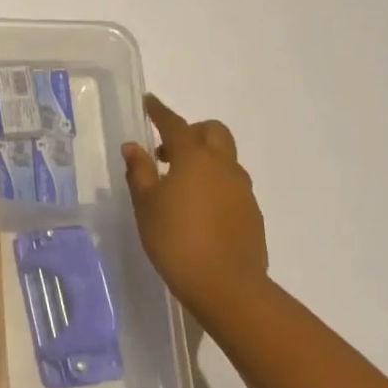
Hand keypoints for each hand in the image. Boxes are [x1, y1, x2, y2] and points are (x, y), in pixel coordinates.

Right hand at [122, 95, 268, 317]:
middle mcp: (223, 166)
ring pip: (225, 159)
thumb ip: (139, 172)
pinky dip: (215, 185)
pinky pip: (232, 186)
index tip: (150, 101)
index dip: (160, 112)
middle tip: (167, 150)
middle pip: (213, 132)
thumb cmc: (175, 239)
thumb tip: (134, 147)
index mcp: (194, 158)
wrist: (226, 286)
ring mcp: (243, 190)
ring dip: (205, 160)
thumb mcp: (146, 205)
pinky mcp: (252, 214)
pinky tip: (199, 209)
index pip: (175, 124)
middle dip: (192, 131)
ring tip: (181, 184)